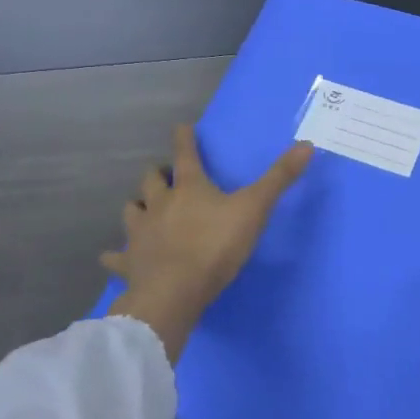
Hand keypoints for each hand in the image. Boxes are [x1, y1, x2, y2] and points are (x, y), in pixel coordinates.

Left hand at [103, 126, 312, 362]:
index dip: (185, 139)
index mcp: (189, 188)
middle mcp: (159, 204)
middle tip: (165, 175)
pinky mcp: (129, 263)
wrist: (174, 292)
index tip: (181, 127)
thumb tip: (307, 145)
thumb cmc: (215, 246)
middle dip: (158, 174)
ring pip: (131, 210)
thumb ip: (279, 179)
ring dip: (138, 206)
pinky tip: (112, 257)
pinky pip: (116, 256)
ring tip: (143, 208)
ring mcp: (140, 233)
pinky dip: (115, 254)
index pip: (185, 155)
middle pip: (151, 180)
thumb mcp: (255, 209)